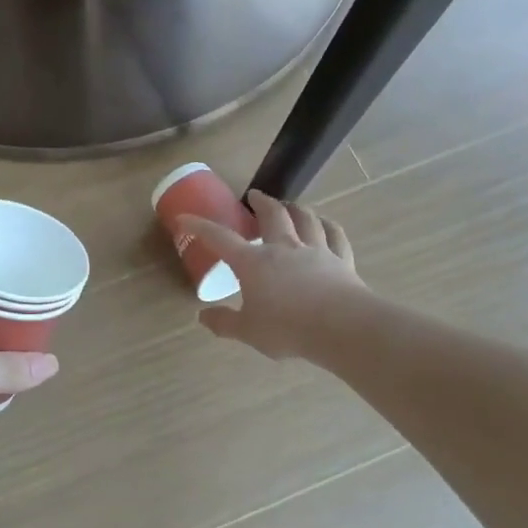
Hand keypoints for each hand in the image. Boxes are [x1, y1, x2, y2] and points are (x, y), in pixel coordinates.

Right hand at [181, 192, 363, 360]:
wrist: (341, 327)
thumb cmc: (287, 328)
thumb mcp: (248, 331)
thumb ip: (224, 323)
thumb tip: (202, 317)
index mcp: (254, 263)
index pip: (221, 239)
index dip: (201, 227)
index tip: (186, 218)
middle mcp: (284, 248)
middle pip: (272, 215)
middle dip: (261, 202)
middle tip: (255, 196)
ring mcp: (316, 251)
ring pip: (305, 219)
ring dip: (295, 208)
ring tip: (290, 204)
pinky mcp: (341, 260)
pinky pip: (335, 236)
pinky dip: (329, 226)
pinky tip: (326, 224)